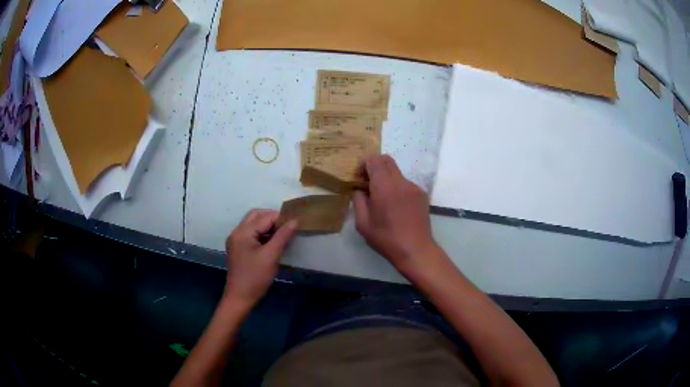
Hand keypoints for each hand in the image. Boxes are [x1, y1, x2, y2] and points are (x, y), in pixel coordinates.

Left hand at [224, 209, 296, 305]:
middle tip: (288, 229)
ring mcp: (236, 240)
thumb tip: (295, 220)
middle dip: (273, 219)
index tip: (295, 225)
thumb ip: (283, 236)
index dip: (281, 219)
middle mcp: (237, 232)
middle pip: (256, 216)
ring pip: (253, 224)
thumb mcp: (271, 256)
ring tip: (282, 236)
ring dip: (268, 226)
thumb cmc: (256, 277)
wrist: (240, 297)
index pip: (265, 217)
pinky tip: (272, 243)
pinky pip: (251, 234)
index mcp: (243, 232)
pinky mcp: (238, 248)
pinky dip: (262, 234)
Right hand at [353, 155, 440, 274]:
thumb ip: (358, 201)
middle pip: (386, 160)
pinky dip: (396, 187)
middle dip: (374, 166)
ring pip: (396, 172)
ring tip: (382, 198)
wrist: (415, 249)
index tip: (359, 179)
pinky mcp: (421, 194)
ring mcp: (413, 187)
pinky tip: (395, 206)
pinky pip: (405, 183)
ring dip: (386, 178)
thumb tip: (359, 189)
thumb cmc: (386, 238)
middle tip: (368, 183)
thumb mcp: (363, 223)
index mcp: (384, 187)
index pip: (373, 160)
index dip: (363, 164)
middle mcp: (400, 182)